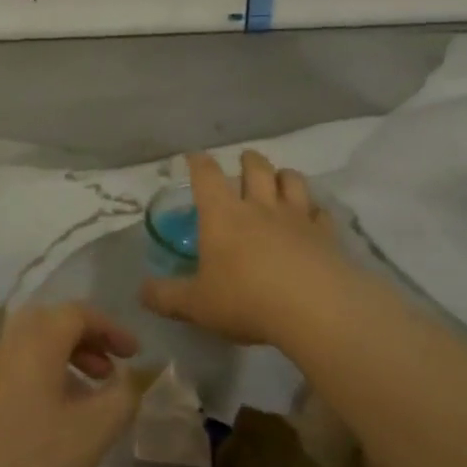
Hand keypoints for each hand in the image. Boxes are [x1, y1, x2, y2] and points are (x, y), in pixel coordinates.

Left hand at [0, 303, 140, 466]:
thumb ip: (121, 400)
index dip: (111, 328)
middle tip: (109, 374)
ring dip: (65, 368)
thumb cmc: (26, 458)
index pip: (78, 313)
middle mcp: (7, 347)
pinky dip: (43, 388)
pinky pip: (16, 378)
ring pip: (32, 355)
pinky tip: (52, 430)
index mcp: (37, 341)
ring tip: (86, 404)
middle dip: (86, 344)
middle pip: (51, 327)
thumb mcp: (90, 433)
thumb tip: (129, 379)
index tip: (135, 355)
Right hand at [140, 151, 346, 347]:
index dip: (198, 162)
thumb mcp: (195, 305)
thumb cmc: (246, 300)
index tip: (194, 157)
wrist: (315, 309)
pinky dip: (314, 210)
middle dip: (248, 160)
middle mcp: (259, 206)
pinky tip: (312, 217)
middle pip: (255, 167)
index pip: (206, 175)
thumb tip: (141, 292)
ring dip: (283, 175)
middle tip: (244, 161)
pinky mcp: (326, 234)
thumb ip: (166, 296)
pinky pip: (321, 212)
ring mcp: (296, 217)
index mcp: (222, 215)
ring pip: (292, 180)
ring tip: (279, 179)